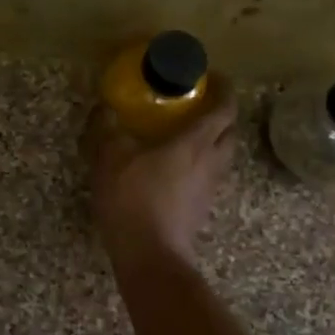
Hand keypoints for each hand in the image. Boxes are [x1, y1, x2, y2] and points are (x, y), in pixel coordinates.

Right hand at [86, 84, 237, 262]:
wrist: (151, 256)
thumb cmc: (133, 200)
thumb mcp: (110, 158)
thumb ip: (107, 129)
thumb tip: (104, 108)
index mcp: (195, 143)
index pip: (224, 108)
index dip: (224, 89)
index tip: (214, 77)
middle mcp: (210, 162)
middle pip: (230, 132)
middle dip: (221, 115)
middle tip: (199, 105)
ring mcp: (209, 188)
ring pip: (222, 156)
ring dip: (212, 141)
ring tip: (187, 135)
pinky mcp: (201, 209)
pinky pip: (209, 177)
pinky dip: (200, 165)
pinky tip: (175, 168)